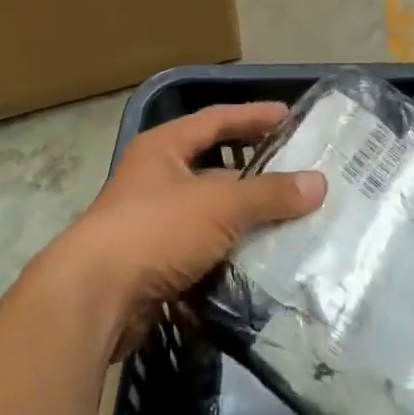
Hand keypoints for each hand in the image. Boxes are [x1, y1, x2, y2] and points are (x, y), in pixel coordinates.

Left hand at [54, 103, 326, 350]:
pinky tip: (262, 261)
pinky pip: (202, 249)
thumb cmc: (155, 230)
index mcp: (163, 148)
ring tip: (292, 221)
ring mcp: (151, 222)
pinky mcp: (154, 262)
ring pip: (210, 213)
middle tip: (298, 175)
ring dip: (245, 218)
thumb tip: (319, 183)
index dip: (253, 116)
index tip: (291, 117)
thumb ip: (269, 194)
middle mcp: (155, 178)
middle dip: (255, 173)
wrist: (94, 298)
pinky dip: (230, 253)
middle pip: (214, 167)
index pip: (216, 120)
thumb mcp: (219, 205)